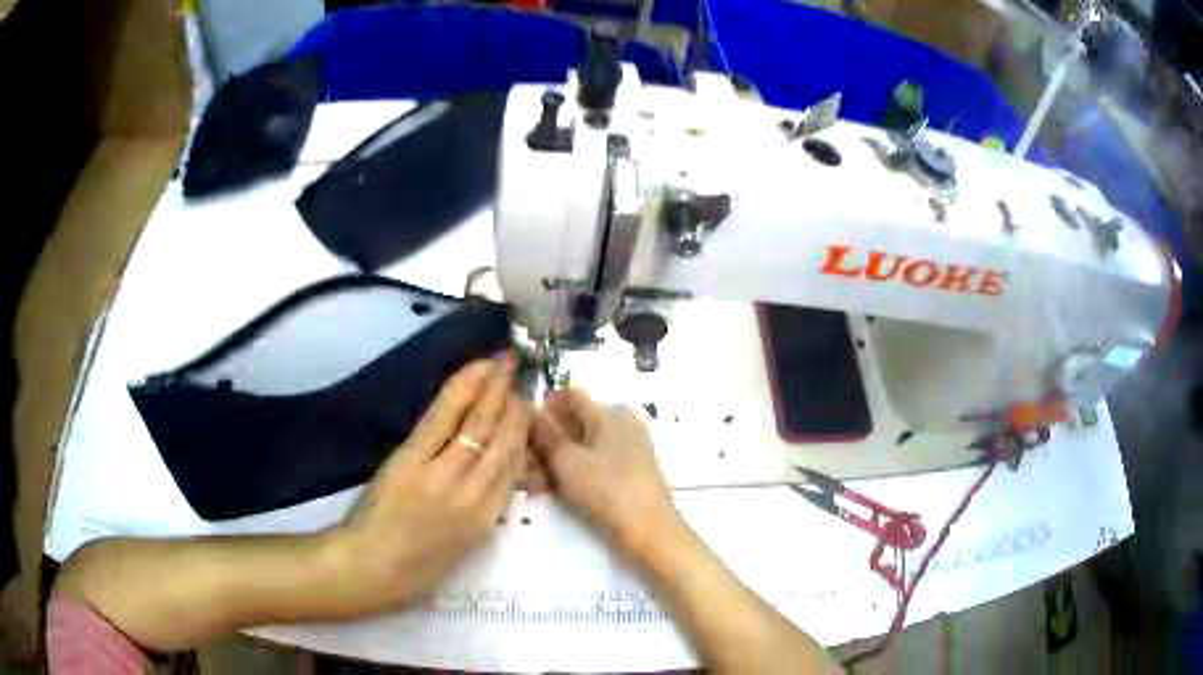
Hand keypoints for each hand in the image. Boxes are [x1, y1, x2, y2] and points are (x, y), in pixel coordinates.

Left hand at [329, 357, 527, 612]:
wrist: (371, 568)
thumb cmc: (416, 565)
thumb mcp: (462, 544)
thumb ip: (482, 508)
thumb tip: (493, 472)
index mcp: (487, 518)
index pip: (515, 465)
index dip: (522, 430)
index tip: (525, 404)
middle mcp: (474, 493)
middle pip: (502, 440)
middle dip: (514, 402)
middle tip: (519, 371)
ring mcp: (443, 474)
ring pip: (479, 424)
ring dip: (493, 388)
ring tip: (502, 362)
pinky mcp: (412, 460)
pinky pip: (443, 418)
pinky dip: (462, 390)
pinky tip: (475, 371)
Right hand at [531, 390, 678, 556]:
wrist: (648, 528)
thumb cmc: (605, 489)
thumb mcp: (565, 460)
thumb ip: (545, 434)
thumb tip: (530, 409)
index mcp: (608, 411)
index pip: (570, 395)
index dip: (544, 406)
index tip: (522, 426)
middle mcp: (622, 422)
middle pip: (577, 421)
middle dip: (550, 437)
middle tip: (526, 459)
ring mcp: (631, 447)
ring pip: (586, 444)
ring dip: (560, 457)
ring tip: (537, 480)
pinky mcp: (634, 470)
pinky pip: (599, 461)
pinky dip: (578, 470)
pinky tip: (560, 489)